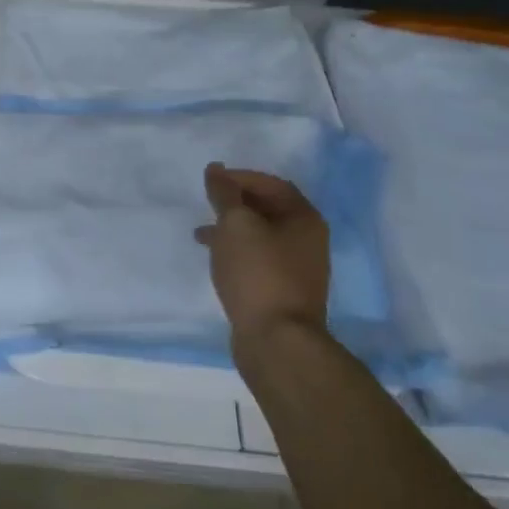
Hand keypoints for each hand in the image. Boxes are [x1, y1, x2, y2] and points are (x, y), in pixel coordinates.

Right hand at [196, 164, 332, 346]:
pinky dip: (235, 252)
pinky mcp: (282, 291)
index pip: (271, 184)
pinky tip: (215, 259)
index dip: (240, 178)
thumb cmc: (258, 272)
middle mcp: (307, 240)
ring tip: (201, 233)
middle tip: (206, 204)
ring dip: (232, 229)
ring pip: (260, 236)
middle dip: (235, 203)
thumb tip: (215, 169)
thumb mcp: (236, 224)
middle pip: (268, 209)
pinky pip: (256, 259)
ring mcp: (297, 268)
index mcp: (304, 218)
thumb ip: (224, 193)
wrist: (276, 340)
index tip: (211, 181)